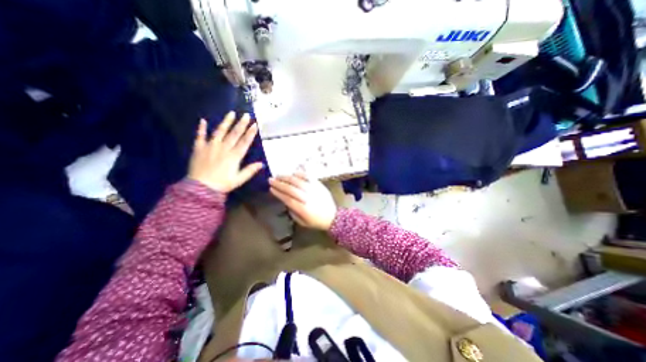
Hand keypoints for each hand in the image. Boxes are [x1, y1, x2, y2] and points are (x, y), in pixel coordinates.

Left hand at [189, 112, 262, 191]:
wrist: (200, 188)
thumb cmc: (222, 184)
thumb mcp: (239, 180)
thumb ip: (250, 171)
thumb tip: (261, 164)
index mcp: (234, 156)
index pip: (244, 142)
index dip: (250, 133)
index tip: (255, 125)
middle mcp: (223, 148)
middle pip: (234, 134)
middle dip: (241, 124)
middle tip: (246, 115)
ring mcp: (210, 147)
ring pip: (219, 131)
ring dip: (226, 122)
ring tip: (231, 113)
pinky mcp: (199, 148)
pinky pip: (200, 136)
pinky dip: (201, 128)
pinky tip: (203, 120)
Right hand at [269, 172, 337, 230]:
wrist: (333, 216)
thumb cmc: (316, 221)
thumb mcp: (302, 221)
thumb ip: (292, 211)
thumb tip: (285, 200)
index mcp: (303, 209)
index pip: (287, 198)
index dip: (278, 193)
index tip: (270, 188)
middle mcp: (307, 198)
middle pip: (291, 189)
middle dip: (279, 183)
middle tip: (271, 180)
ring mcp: (314, 190)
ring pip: (298, 181)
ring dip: (287, 177)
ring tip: (279, 175)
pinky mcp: (319, 185)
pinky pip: (309, 177)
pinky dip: (300, 174)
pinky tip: (293, 172)